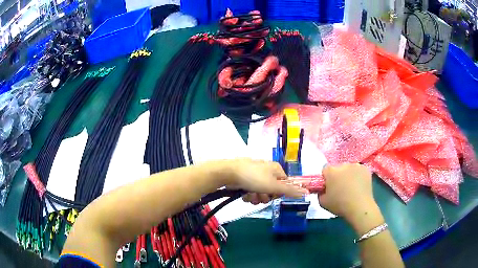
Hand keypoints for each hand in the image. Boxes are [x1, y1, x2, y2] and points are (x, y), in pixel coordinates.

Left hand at [217, 158, 307, 203]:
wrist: (229, 173)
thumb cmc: (254, 177)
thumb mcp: (274, 185)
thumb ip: (290, 190)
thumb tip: (308, 192)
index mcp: (276, 169)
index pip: (285, 185)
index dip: (279, 192)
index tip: (273, 194)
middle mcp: (267, 172)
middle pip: (272, 191)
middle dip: (265, 196)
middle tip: (259, 194)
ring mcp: (255, 176)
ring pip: (261, 193)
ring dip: (256, 197)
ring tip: (249, 194)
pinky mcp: (245, 181)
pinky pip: (251, 192)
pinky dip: (248, 195)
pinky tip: (243, 193)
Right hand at [319, 163, 378, 224]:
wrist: (360, 207)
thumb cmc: (340, 205)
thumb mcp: (322, 202)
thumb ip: (320, 192)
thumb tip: (323, 189)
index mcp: (331, 171)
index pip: (325, 170)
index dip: (326, 179)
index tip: (328, 187)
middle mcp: (343, 165)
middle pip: (337, 168)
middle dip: (337, 176)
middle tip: (340, 188)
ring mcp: (356, 165)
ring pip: (349, 169)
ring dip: (348, 175)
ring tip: (351, 188)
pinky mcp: (365, 169)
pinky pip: (358, 171)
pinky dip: (357, 176)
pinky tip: (359, 186)